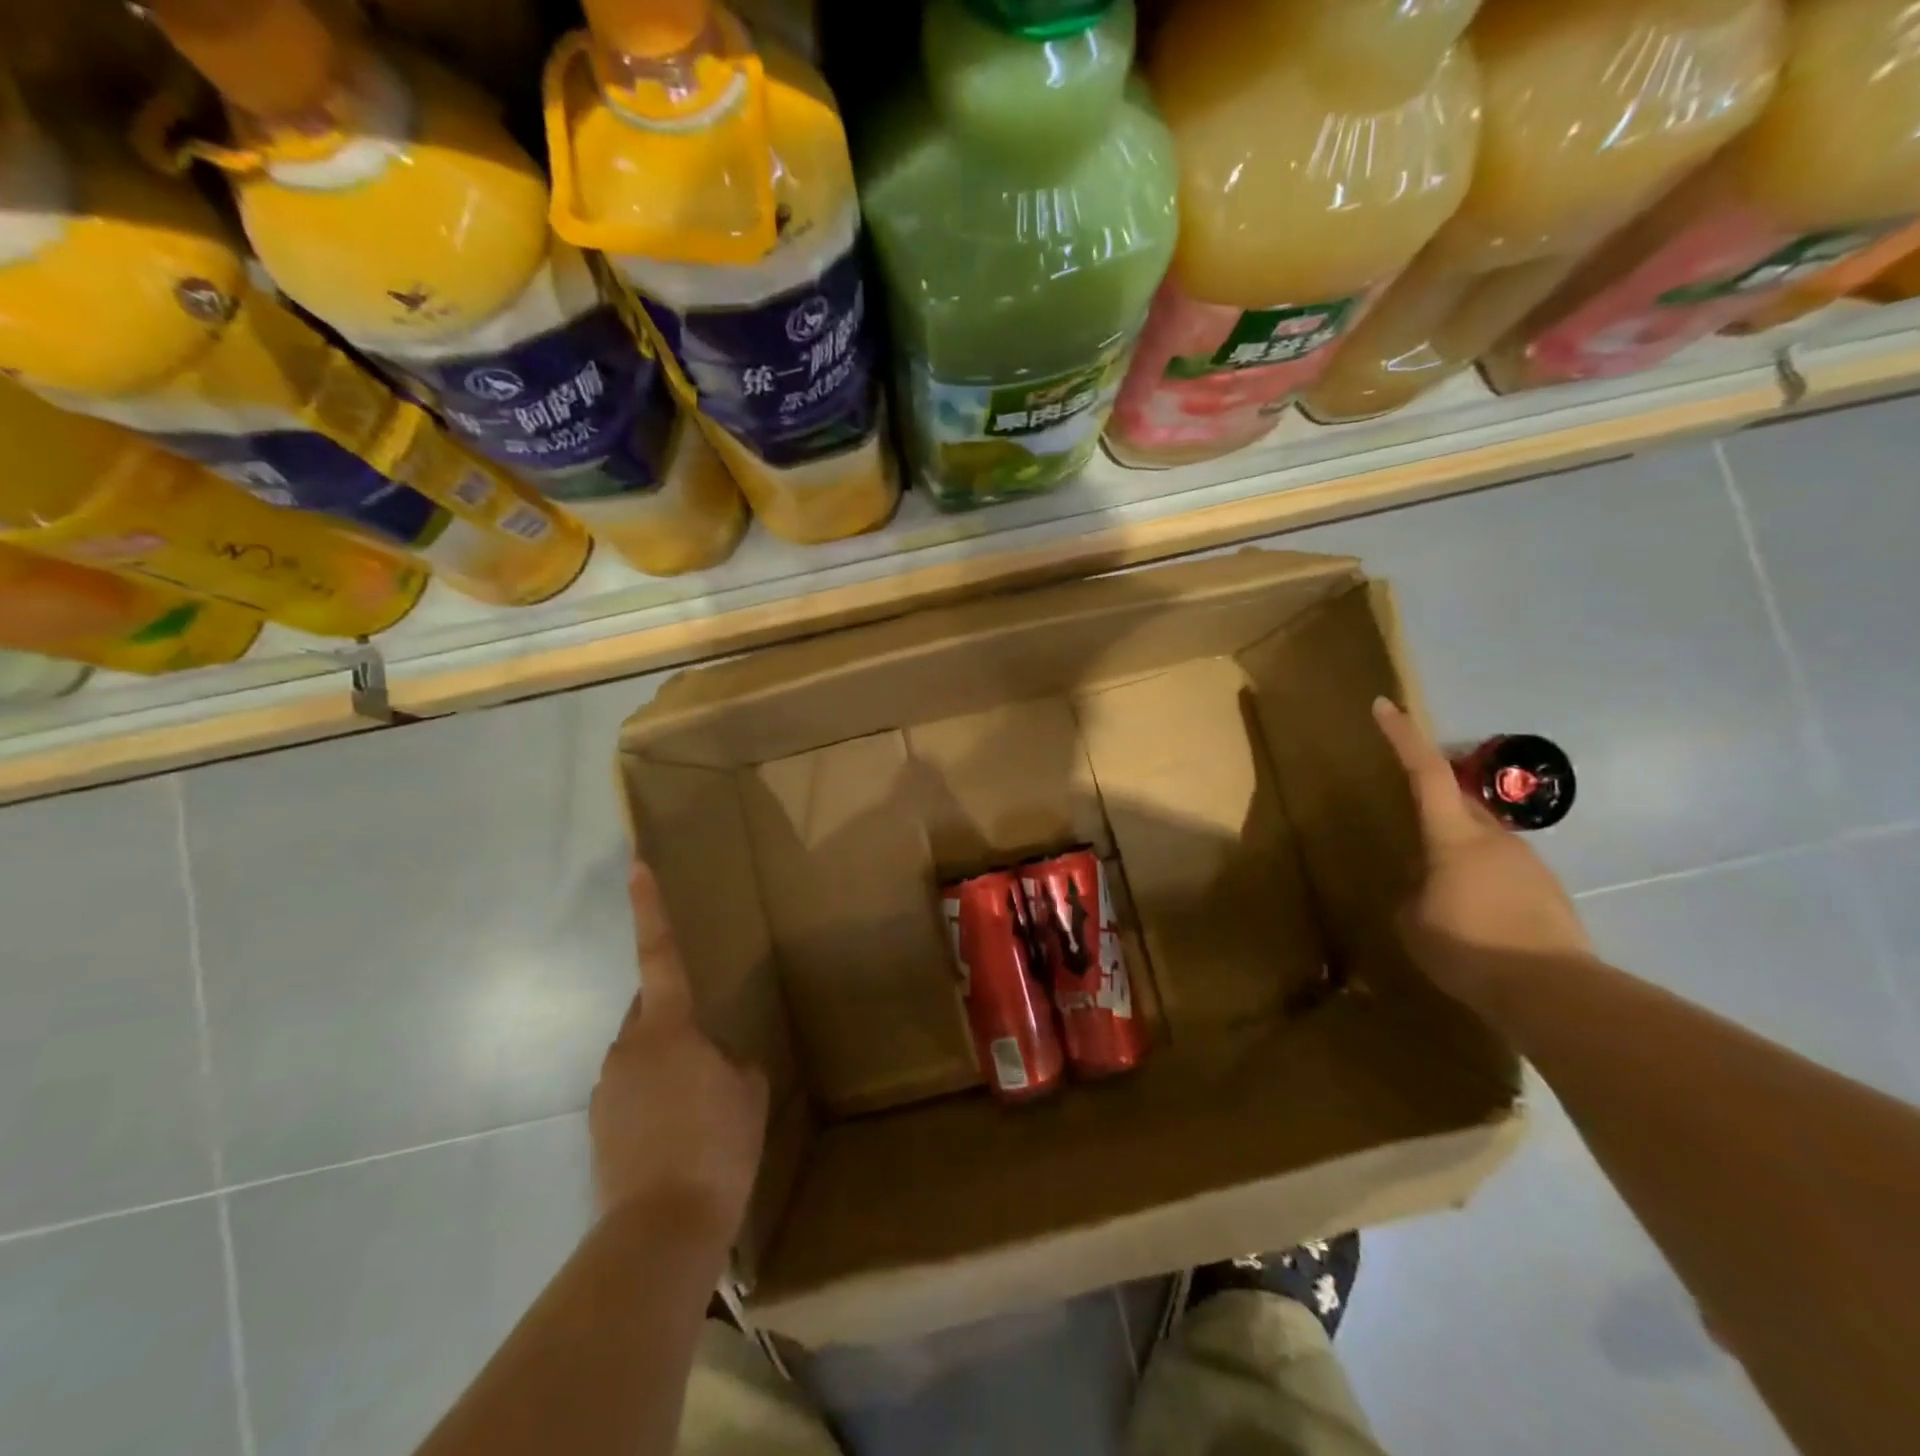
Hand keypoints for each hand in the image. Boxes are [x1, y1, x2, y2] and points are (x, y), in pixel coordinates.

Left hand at [590, 863, 768, 1241]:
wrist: (662, 1230)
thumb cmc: (716, 1145)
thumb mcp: (748, 1092)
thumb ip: (732, 1062)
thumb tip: (715, 1063)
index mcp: (667, 1028)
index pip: (661, 956)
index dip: (651, 910)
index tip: (636, 867)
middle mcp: (626, 1049)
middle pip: (650, 1015)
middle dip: (675, 1022)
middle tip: (711, 1062)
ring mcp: (605, 1091)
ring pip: (641, 1059)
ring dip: (667, 1071)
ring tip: (697, 1115)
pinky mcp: (596, 1129)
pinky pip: (631, 1096)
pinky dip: (653, 1104)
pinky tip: (676, 1140)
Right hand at [1373, 697, 1594, 1011]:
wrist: (1552, 992)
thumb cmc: (1468, 946)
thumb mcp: (1413, 920)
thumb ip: (1413, 893)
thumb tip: (1423, 889)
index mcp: (1453, 837)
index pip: (1424, 772)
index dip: (1403, 737)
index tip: (1386, 706)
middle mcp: (1495, 838)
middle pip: (1459, 802)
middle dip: (1434, 801)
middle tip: (1411, 819)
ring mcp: (1528, 863)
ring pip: (1484, 841)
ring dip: (1459, 852)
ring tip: (1442, 891)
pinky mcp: (1550, 893)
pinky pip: (1505, 873)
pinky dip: (1483, 882)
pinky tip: (1476, 919)